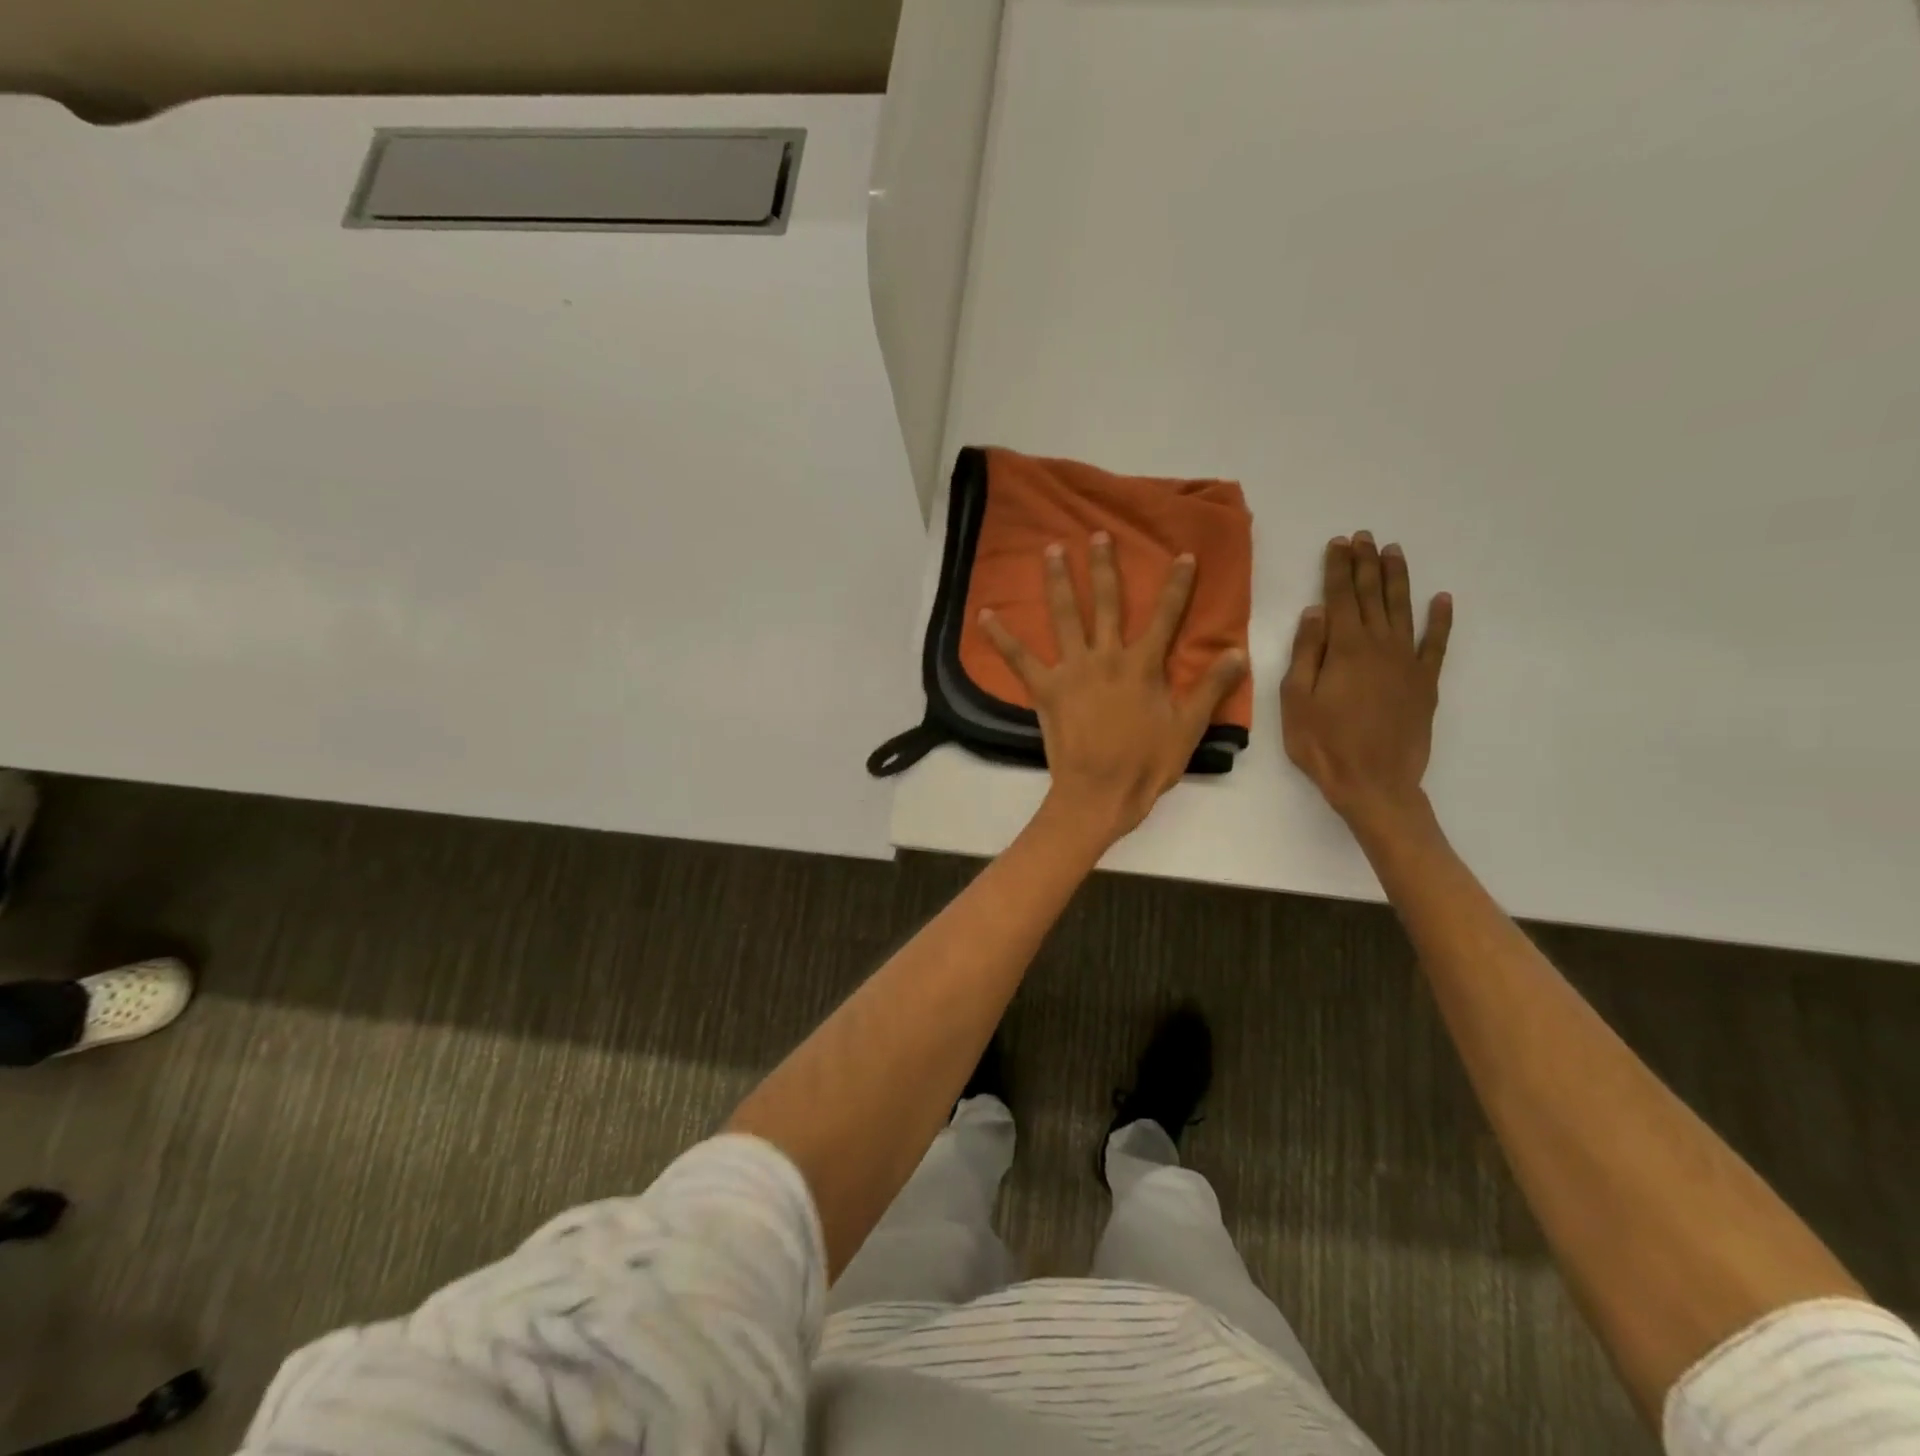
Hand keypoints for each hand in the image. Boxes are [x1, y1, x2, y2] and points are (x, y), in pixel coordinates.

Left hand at [981, 534, 1246, 843]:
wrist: (1100, 794)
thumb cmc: (1146, 765)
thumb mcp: (1188, 728)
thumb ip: (1212, 688)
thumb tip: (1238, 652)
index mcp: (1144, 665)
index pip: (1166, 616)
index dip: (1177, 585)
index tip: (1184, 555)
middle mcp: (1107, 657)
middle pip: (1107, 602)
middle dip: (1104, 566)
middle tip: (1098, 534)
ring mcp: (1073, 670)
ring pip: (1065, 615)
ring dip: (1058, 580)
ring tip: (1051, 550)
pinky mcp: (1045, 689)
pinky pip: (1019, 658)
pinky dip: (1001, 636)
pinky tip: (984, 614)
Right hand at [1280, 531, 1452, 834]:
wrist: (1374, 783)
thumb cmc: (1323, 744)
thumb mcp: (1296, 700)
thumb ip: (1306, 653)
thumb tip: (1314, 613)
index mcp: (1344, 649)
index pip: (1339, 598)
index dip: (1337, 568)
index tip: (1338, 543)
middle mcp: (1379, 646)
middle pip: (1371, 596)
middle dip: (1365, 564)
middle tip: (1364, 537)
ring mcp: (1406, 662)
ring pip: (1402, 610)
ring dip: (1397, 579)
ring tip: (1393, 552)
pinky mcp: (1424, 683)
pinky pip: (1435, 644)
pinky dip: (1440, 620)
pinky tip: (1441, 599)